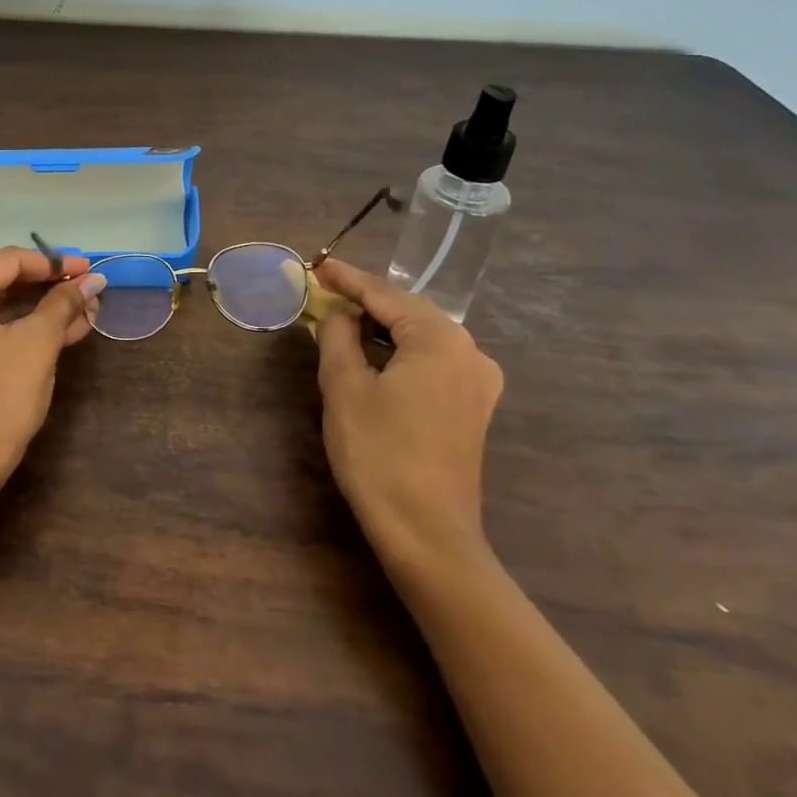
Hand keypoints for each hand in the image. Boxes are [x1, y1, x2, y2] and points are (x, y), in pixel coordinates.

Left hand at [0, 247, 106, 487]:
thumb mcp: (37, 344)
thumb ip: (64, 303)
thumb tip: (93, 280)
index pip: (8, 261)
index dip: (54, 264)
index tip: (89, 269)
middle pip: (0, 281)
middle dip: (48, 287)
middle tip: (88, 290)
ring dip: (38, 309)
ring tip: (83, 311)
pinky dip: (18, 327)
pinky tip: (59, 329)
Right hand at [312, 259, 504, 571]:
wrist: (427, 532)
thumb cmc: (379, 453)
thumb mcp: (344, 387)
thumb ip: (338, 337)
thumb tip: (338, 314)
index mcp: (440, 339)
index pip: (386, 295)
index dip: (348, 279)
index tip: (318, 264)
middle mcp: (469, 351)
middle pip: (410, 311)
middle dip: (368, 300)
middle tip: (328, 290)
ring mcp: (478, 382)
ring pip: (423, 337)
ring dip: (384, 326)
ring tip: (346, 320)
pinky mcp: (474, 408)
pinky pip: (434, 361)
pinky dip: (402, 351)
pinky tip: (378, 356)